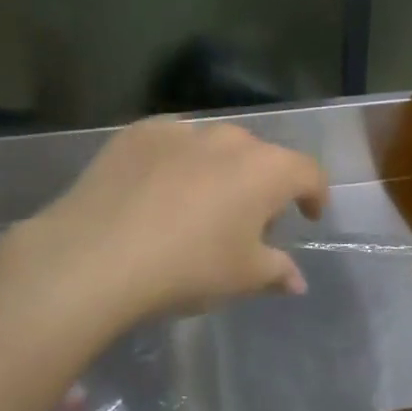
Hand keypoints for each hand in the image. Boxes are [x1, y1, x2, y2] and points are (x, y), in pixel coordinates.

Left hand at [11, 118, 329, 323]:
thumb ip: (277, 271)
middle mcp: (229, 138)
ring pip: (214, 146)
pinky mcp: (137, 132)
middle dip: (262, 185)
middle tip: (247, 222)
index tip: (309, 215)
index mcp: (266, 169)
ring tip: (198, 205)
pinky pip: (171, 143)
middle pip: (260, 157)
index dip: (315, 194)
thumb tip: (296, 280)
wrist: (96, 256)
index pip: (308, 172)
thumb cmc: (188, 268)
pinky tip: (155, 191)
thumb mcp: (242, 278)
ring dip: (219, 170)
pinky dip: (175, 162)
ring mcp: (181, 130)